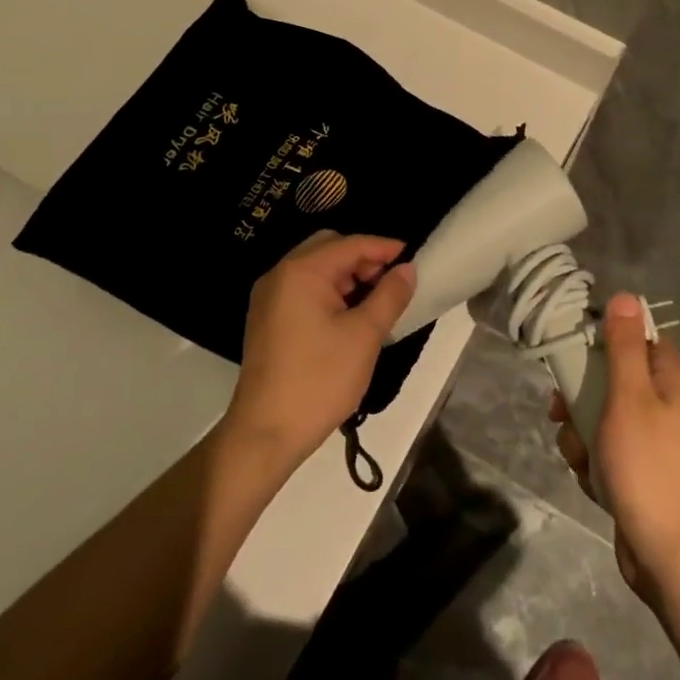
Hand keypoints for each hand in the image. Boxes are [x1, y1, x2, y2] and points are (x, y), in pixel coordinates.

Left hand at [223, 232, 416, 471]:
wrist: (265, 435)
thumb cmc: (319, 380)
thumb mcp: (364, 335)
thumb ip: (390, 295)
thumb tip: (407, 269)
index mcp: (301, 271)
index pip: (351, 244)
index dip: (385, 248)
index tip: (414, 258)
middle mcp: (280, 275)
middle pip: (330, 249)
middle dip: (364, 261)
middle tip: (392, 283)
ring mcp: (269, 298)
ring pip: (317, 270)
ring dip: (348, 278)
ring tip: (376, 303)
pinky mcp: (267, 320)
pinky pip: (304, 290)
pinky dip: (330, 294)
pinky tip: (350, 317)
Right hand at [551, 292, 679, 605]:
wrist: (668, 555)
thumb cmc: (647, 465)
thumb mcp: (629, 396)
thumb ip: (624, 346)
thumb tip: (625, 296)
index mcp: (673, 381)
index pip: (638, 339)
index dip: (606, 341)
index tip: (577, 353)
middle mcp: (669, 406)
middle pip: (615, 379)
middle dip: (583, 395)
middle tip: (561, 410)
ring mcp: (656, 443)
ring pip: (606, 417)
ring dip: (583, 432)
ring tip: (578, 454)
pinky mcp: (643, 474)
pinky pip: (610, 451)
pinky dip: (594, 462)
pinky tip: (590, 480)